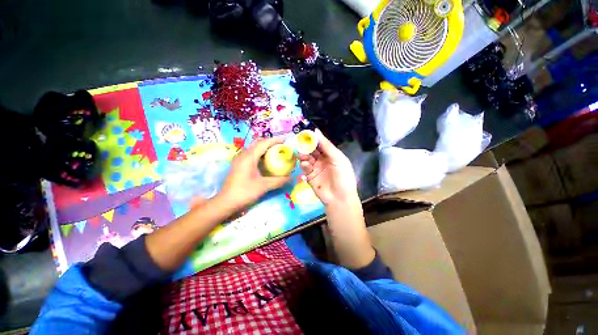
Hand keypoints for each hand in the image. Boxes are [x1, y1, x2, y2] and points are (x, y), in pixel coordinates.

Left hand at [218, 137, 290, 211]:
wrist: (226, 202)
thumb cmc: (245, 192)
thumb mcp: (264, 186)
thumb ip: (279, 181)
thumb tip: (292, 178)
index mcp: (249, 157)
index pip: (263, 143)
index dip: (275, 140)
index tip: (285, 140)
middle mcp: (243, 155)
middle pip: (258, 143)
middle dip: (270, 142)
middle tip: (281, 146)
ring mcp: (239, 159)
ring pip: (253, 147)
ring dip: (264, 147)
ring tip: (275, 151)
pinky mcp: (238, 164)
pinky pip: (250, 153)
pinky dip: (259, 153)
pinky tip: (265, 160)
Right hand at [298, 130, 373, 268]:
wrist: (340, 198)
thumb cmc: (343, 177)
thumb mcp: (338, 159)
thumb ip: (327, 146)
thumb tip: (316, 131)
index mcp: (331, 154)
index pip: (320, 143)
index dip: (313, 138)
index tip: (305, 133)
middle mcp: (322, 159)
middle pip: (312, 150)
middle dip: (306, 146)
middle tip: (300, 144)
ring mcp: (315, 168)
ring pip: (306, 158)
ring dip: (303, 155)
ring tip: (302, 155)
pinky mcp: (309, 176)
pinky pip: (304, 168)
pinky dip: (304, 165)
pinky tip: (305, 165)